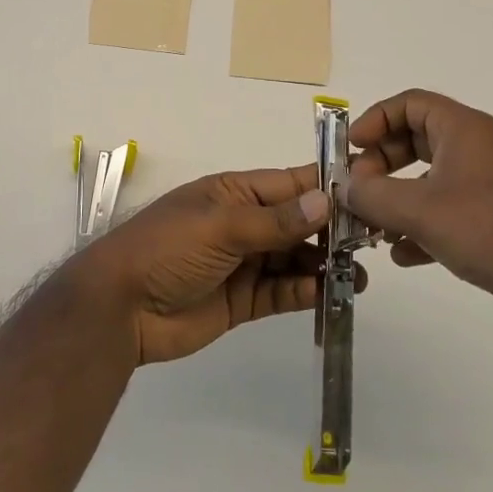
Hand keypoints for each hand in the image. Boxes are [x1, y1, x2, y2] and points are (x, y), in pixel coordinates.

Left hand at [68, 166, 349, 365]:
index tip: (368, 193)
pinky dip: (303, 292)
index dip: (325, 188)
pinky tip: (326, 293)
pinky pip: (281, 292)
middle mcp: (243, 223)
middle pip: (297, 223)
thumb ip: (274, 220)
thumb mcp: (220, 225)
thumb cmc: (168, 248)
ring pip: (294, 258)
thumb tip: (326, 200)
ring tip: (358, 276)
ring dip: (323, 265)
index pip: (289, 184)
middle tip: (371, 244)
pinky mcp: (243, 301)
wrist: (121, 308)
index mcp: (234, 193)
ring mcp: (243, 263)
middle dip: (331, 231)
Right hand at [345, 90, 492, 341]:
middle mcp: (478, 148)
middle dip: (381, 165)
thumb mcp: (419, 210)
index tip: (351, 149)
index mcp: (463, 129)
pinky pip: (448, 210)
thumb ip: (372, 195)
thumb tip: (344, 188)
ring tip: (372, 228)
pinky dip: (421, 225)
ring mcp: (490, 185)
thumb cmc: (489, 229)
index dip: (375, 119)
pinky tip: (402, 255)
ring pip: (429, 179)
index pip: (409, 103)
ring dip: (397, 199)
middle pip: (416, 140)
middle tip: (359, 190)